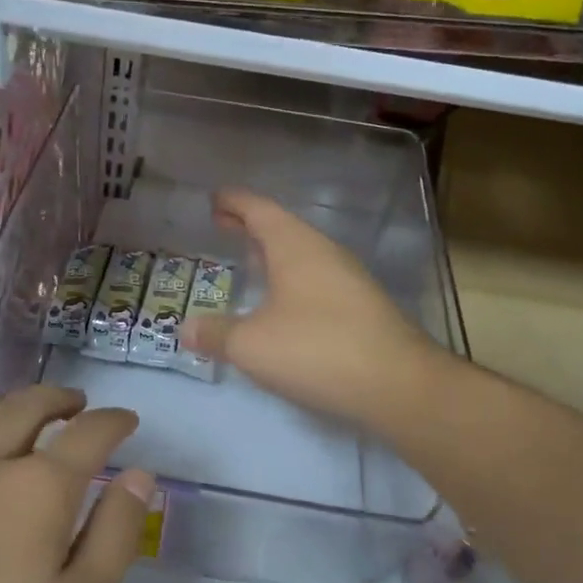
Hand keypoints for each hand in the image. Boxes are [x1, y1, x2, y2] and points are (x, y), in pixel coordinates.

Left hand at [0, 386, 152, 582]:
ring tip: (30, 416)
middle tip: (80, 404)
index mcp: (37, 487)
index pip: (88, 433)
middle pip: (27, 406)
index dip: (114, 422)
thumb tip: (139, 475)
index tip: (128, 420)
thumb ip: (114, 535)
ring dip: (13, 406)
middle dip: (60, 399)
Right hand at [184, 189, 442, 431]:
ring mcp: (348, 279)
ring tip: (249, 261)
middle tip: (222, 226)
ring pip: (302, 254)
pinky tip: (283, 303)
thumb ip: (215, 333)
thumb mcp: (251, 345)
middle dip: (250, 226)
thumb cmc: (316, 350)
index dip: (234, 202)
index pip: (259, 210)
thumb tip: (185, 329)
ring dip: (273, 253)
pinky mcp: (362, 307)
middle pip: (282, 228)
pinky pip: (316, 279)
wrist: (398, 384)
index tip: (214, 198)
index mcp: (295, 246)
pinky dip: (291, 279)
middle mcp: (324, 253)